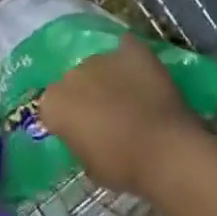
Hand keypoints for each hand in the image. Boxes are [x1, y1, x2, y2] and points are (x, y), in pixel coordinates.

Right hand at [37, 38, 209, 198]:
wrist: (165, 151)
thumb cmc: (123, 167)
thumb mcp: (88, 165)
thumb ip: (78, 141)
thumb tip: (85, 134)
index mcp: (53, 104)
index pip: (52, 107)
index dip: (67, 119)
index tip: (82, 132)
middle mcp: (71, 74)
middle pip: (74, 81)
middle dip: (86, 95)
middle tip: (106, 115)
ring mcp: (102, 58)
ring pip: (99, 65)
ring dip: (108, 78)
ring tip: (131, 97)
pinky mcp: (132, 49)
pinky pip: (126, 48)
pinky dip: (130, 58)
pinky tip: (141, 73)